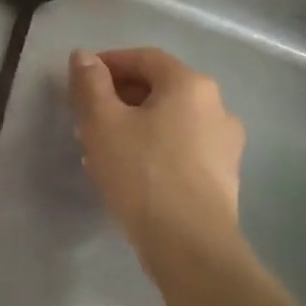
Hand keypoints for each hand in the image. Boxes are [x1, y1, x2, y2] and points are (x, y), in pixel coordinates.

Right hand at [69, 47, 246, 271]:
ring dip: (134, 126)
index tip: (80, 82)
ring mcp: (225, 144)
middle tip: (86, 119)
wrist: (192, 249)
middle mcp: (216, 106)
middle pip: (158, 88)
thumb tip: (83, 56)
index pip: (143, 58)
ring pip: (169, 121)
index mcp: (190, 84)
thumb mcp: (102, 122)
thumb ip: (90, 83)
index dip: (108, 64)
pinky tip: (129, 174)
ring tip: (101, 149)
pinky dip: (154, 149)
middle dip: (118, 98)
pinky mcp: (224, 177)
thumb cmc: (143, 174)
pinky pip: (181, 148)